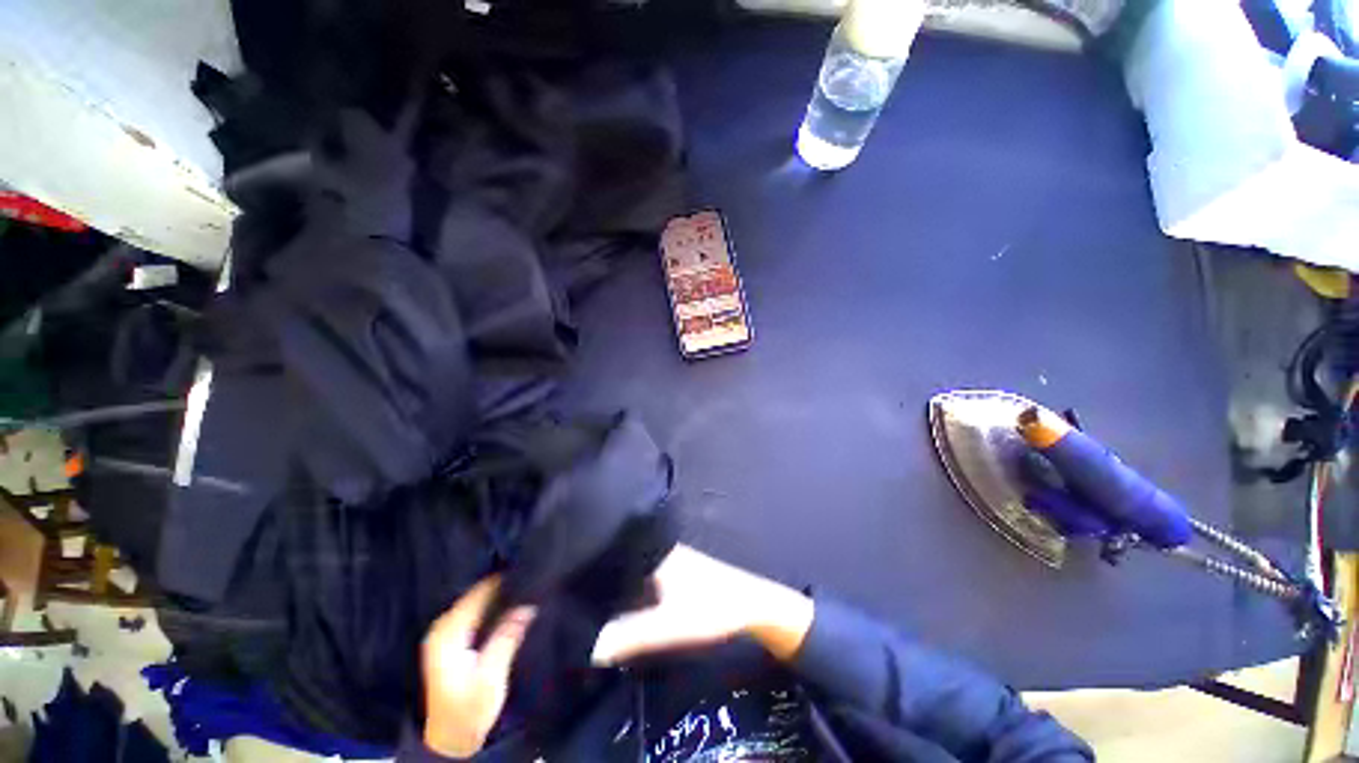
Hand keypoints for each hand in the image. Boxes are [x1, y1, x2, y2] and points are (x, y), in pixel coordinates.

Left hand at [422, 577, 536, 757]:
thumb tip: (528, 604)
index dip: (504, 581)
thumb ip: (507, 637)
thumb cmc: (469, 709)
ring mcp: (446, 632)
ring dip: (500, 595)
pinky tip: (512, 604)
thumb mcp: (491, 676)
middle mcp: (443, 626)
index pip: (479, 593)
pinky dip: (494, 605)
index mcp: (448, 633)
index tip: (530, 571)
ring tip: (527, 587)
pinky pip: (476, 610)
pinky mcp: (452, 639)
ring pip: (477, 600)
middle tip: (533, 579)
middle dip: (504, 586)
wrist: (451, 739)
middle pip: (477, 593)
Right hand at [591, 545, 814, 665]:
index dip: (588, 566)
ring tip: (585, 601)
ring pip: (632, 570)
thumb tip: (589, 646)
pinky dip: (630, 590)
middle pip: (620, 561)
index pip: (612, 551)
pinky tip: (619, 606)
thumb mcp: (670, 625)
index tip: (563, 581)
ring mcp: (668, 560)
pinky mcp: (676, 573)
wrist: (753, 606)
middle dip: (598, 578)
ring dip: (615, 585)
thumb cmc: (713, 608)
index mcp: (654, 551)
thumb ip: (629, 636)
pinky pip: (643, 578)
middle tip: (570, 596)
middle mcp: (658, 550)